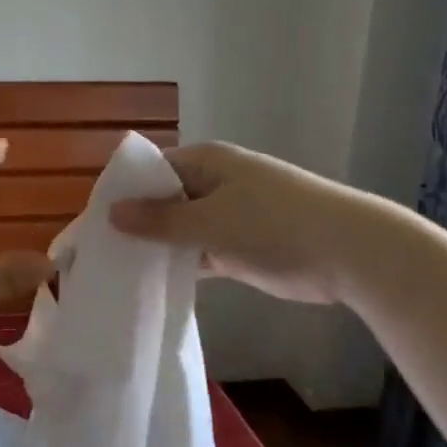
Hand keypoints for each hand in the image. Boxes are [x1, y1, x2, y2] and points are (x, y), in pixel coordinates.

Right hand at [108, 141, 385, 305]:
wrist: (353, 253)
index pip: (150, 171)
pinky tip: (152, 284)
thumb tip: (112, 213)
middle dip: (136, 224)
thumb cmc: (276, 225)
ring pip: (180, 229)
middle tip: (99, 253)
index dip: (121, 194)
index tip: (92, 223)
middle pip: (163, 200)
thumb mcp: (211, 222)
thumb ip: (160, 220)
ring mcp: (228, 215)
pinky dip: (181, 265)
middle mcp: (213, 182)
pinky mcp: (240, 246)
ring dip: (157, 247)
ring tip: (117, 272)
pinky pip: (199, 252)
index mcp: (206, 162)